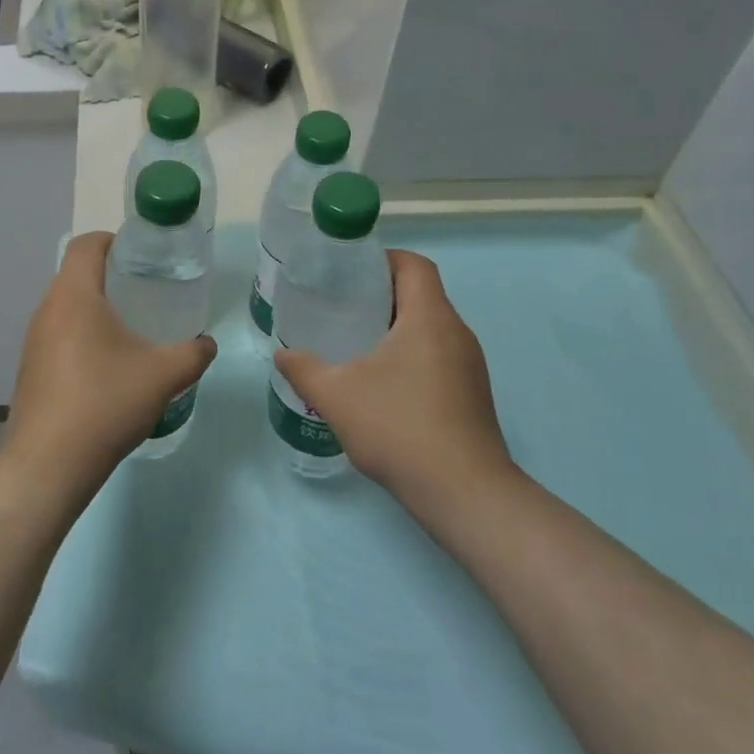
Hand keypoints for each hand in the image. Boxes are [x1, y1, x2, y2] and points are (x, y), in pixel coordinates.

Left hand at [2, 232, 216, 500]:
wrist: (47, 466)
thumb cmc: (105, 404)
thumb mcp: (163, 376)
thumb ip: (193, 354)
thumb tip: (206, 344)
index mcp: (73, 296)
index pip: (87, 244)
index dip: (115, 241)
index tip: (143, 257)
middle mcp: (47, 310)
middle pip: (77, 274)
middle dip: (112, 276)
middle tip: (148, 292)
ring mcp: (34, 341)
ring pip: (67, 307)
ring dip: (97, 309)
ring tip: (132, 329)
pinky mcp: (31, 369)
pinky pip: (59, 335)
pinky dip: (83, 336)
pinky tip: (109, 367)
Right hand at [275, 251, 517, 520]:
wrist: (464, 494)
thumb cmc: (400, 428)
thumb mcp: (337, 396)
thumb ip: (303, 369)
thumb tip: (281, 354)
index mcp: (430, 318)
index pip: (414, 265)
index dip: (382, 259)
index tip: (349, 272)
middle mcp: (457, 333)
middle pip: (421, 294)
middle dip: (381, 294)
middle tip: (342, 306)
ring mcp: (470, 366)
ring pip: (430, 327)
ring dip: (396, 327)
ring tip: (356, 342)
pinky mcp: (472, 394)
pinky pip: (438, 355)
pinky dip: (410, 354)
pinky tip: (382, 383)